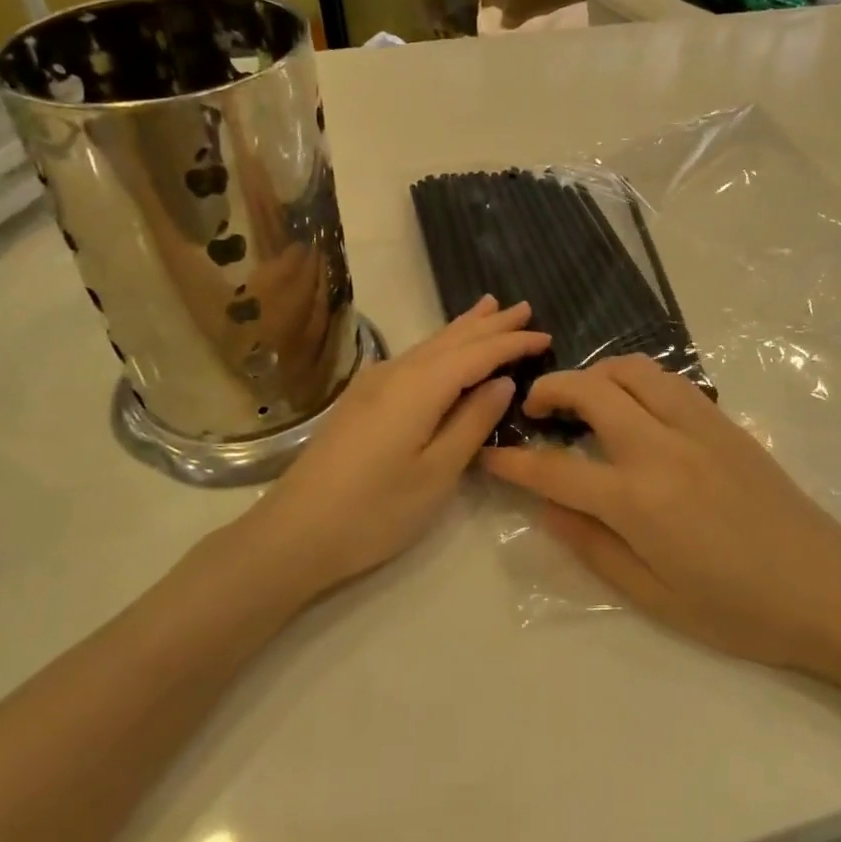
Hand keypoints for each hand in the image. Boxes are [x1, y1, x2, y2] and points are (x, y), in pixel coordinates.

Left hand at [228, 296, 549, 602]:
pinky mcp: (360, 400)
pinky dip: (439, 347)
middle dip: (490, 324)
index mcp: (420, 387)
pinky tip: (442, 349)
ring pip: (429, 345)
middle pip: (452, 339)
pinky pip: (412, 359)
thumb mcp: (437, 473)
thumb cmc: (375, 511)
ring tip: (488, 309)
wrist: (294, 533)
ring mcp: (373, 384)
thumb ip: (472, 422)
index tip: (546, 335)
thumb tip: (501, 382)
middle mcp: (396, 373)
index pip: (477, 353)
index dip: (513, 343)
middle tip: (524, 307)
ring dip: (463, 328)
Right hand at [481, 354, 840, 670]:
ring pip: (633, 370)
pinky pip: (669, 380)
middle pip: (591, 392)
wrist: (826, 588)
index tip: (490, 453)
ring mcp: (698, 426)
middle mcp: (662, 448)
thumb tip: (548, 507)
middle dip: (550, 390)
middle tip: (534, 409)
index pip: (557, 469)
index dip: (515, 461)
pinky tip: (633, 405)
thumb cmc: (737, 609)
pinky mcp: (724, 421)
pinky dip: (636, 379)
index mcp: (639, 501)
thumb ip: (592, 546)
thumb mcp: (652, 596)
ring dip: (596, 373)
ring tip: (582, 399)